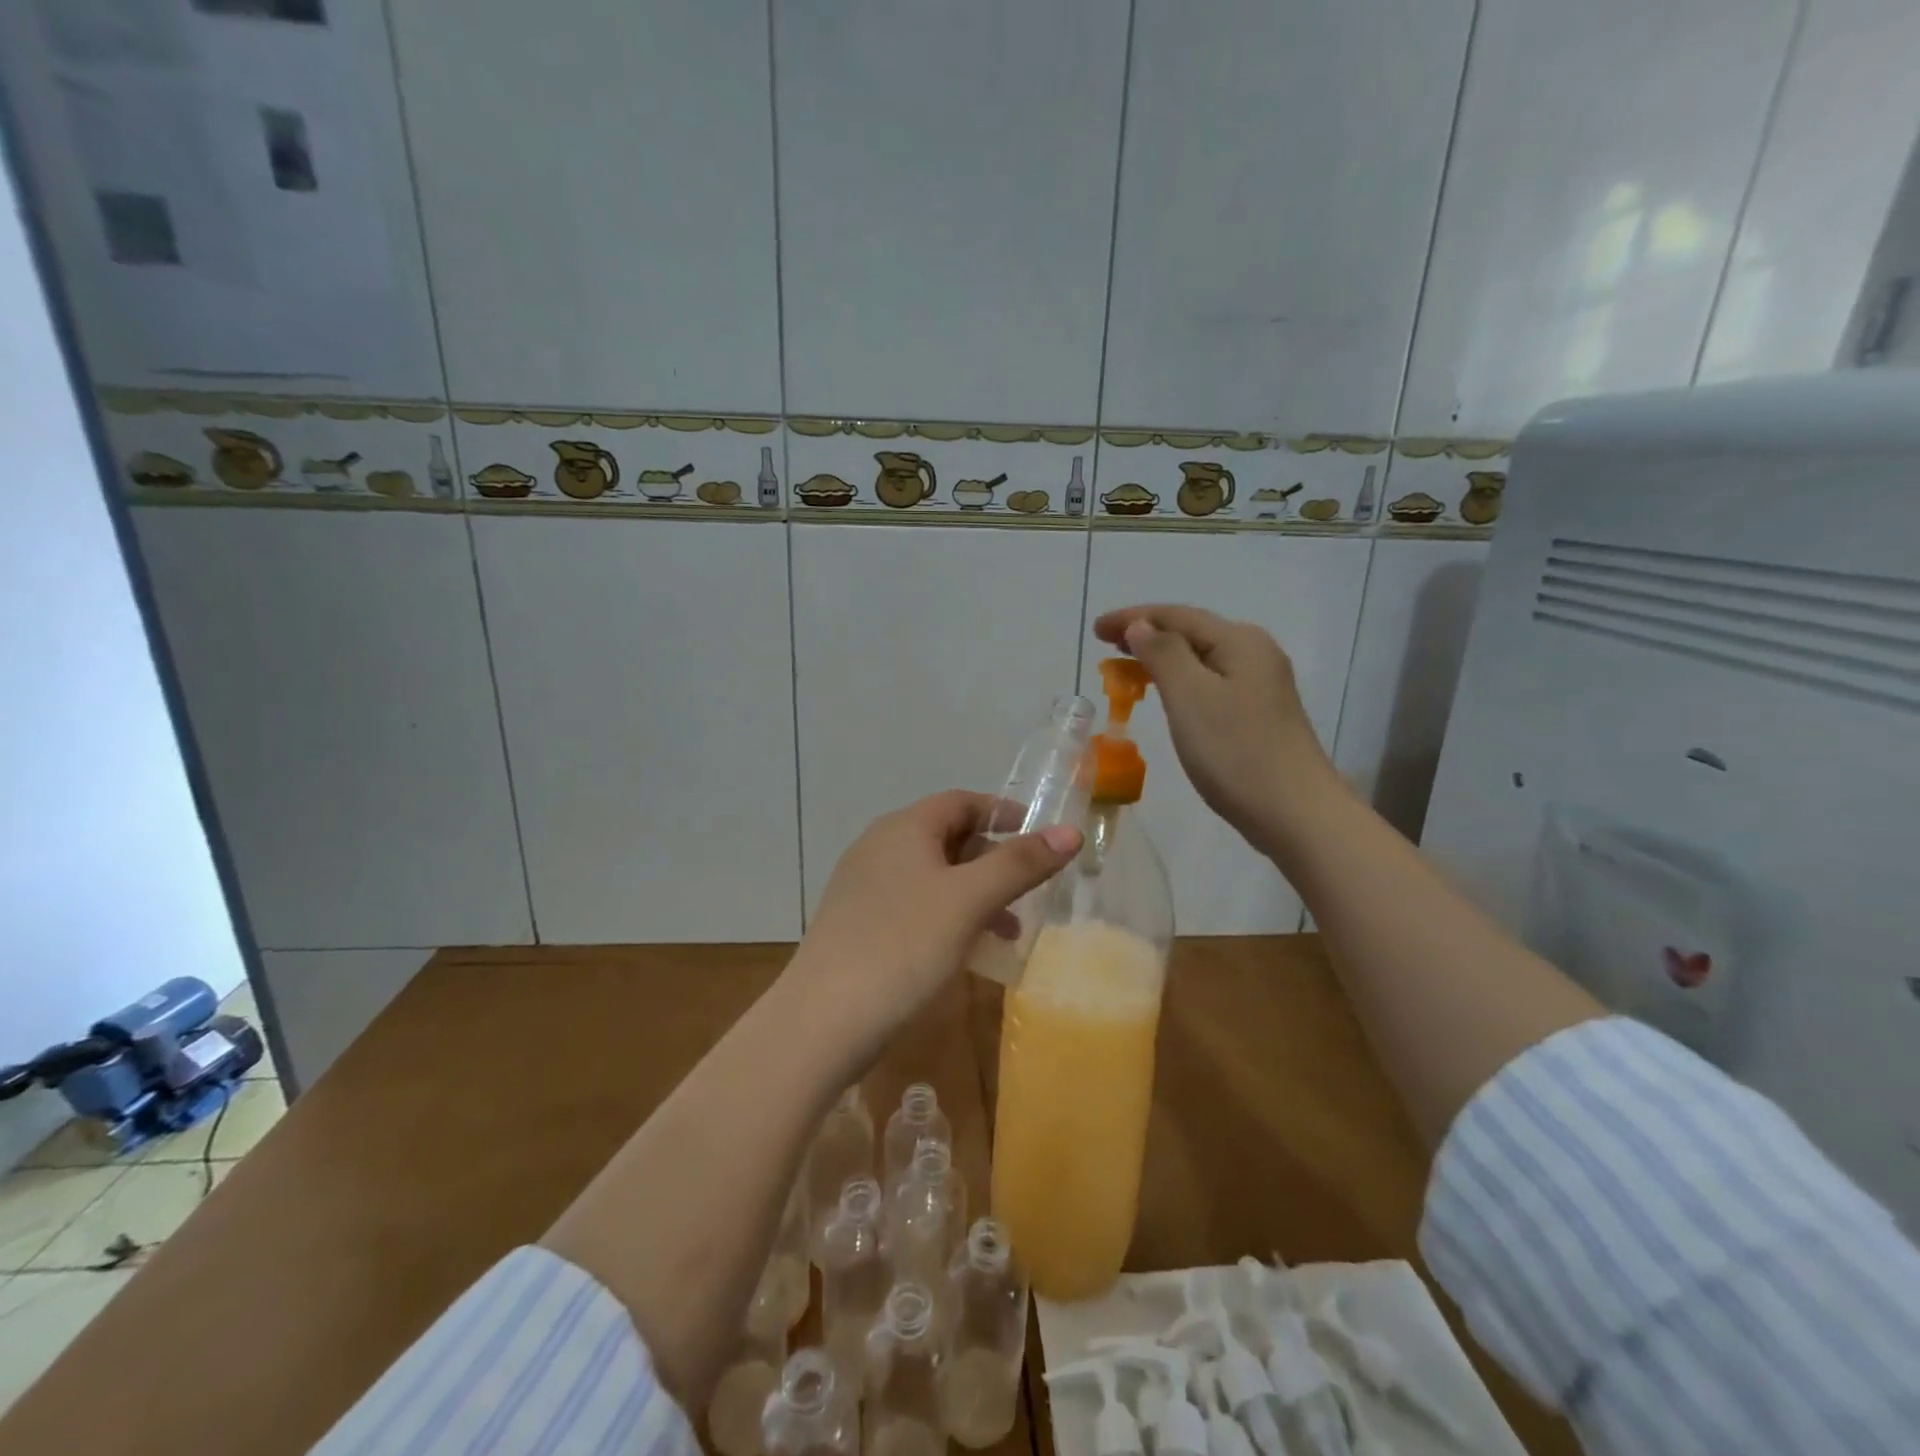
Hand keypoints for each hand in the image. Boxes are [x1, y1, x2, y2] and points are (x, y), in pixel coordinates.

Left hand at [786, 791, 1080, 1056]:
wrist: (822, 1021)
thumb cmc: (903, 946)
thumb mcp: (969, 901)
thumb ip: (1019, 864)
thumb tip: (1069, 832)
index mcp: (903, 828)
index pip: (961, 801)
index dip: (1003, 813)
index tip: (1041, 837)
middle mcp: (880, 847)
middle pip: (947, 837)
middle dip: (993, 860)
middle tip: (1029, 890)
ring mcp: (864, 887)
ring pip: (932, 876)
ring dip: (974, 894)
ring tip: (1008, 931)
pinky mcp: (858, 924)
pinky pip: (914, 905)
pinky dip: (947, 916)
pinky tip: (965, 952)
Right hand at [1092, 604, 1341, 855]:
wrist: (1294, 813)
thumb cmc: (1236, 752)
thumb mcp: (1190, 696)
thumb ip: (1163, 653)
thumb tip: (1141, 626)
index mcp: (1239, 641)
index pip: (1176, 616)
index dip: (1132, 618)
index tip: (1095, 630)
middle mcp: (1254, 654)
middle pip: (1191, 632)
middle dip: (1146, 634)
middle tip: (1105, 647)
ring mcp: (1261, 685)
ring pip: (1200, 659)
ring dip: (1162, 658)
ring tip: (1127, 669)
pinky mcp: (1258, 714)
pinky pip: (1210, 683)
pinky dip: (1180, 682)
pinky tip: (1168, 696)